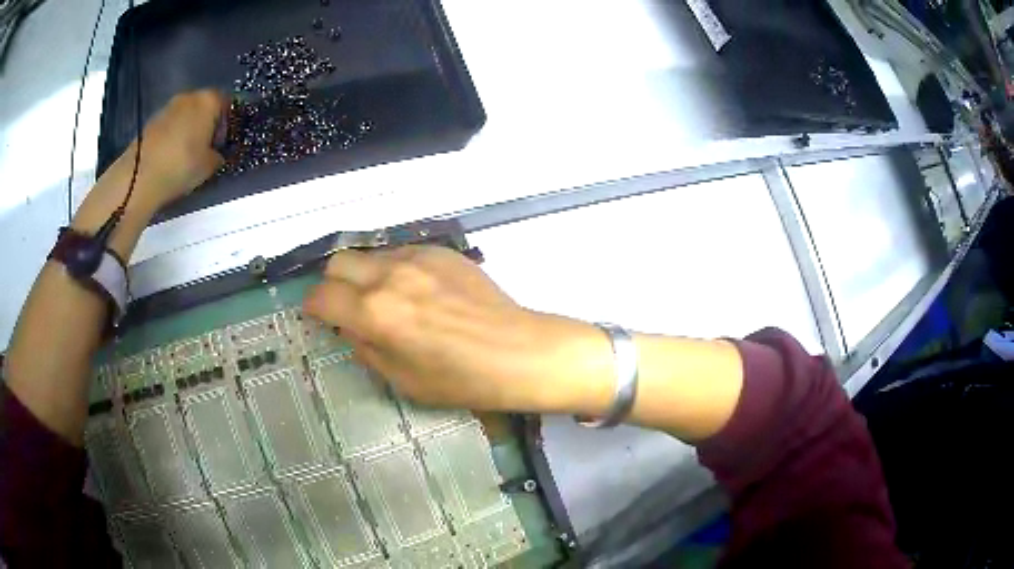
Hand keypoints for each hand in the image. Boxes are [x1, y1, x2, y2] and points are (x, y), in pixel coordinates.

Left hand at [110, 90, 224, 211]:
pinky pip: (171, 124)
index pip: (228, 104)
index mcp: (210, 100)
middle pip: (206, 106)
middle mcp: (190, 96)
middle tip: (207, 149)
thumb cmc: (181, 166)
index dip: (228, 124)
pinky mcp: (153, 120)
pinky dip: (174, 135)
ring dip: (190, 130)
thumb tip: (217, 154)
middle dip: (208, 124)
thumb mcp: (210, 166)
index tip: (224, 144)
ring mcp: (169, 106)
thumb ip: (218, 155)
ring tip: (187, 154)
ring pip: (187, 115)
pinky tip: (171, 156)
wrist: (139, 177)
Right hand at [303, 246, 614, 414]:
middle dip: (334, 284)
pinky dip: (395, 270)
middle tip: (346, 306)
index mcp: (376, 312)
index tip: (317, 315)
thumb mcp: (402, 380)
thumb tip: (349, 326)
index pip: (322, 295)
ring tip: (384, 299)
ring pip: (371, 255)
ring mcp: (418, 258)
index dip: (312, 306)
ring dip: (365, 275)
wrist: (518, 352)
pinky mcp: (442, 251)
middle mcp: (390, 276)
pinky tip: (417, 292)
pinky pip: (402, 253)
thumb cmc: (460, 380)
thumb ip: (365, 348)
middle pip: (339, 262)